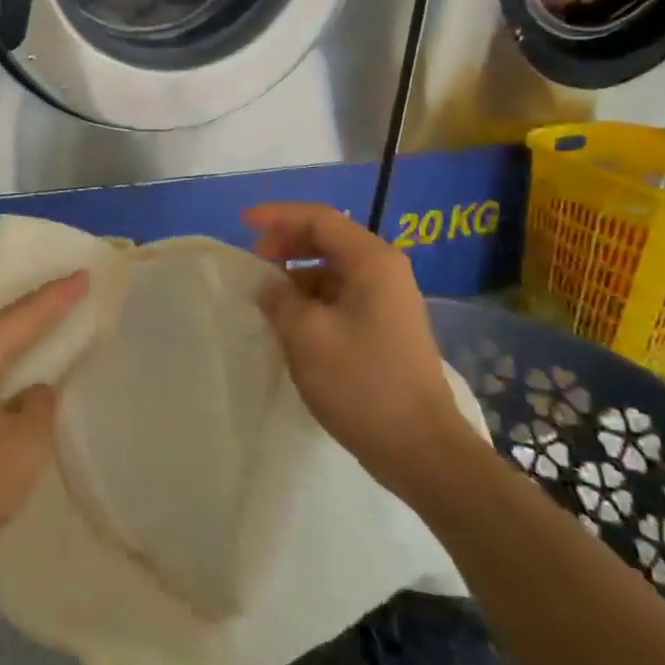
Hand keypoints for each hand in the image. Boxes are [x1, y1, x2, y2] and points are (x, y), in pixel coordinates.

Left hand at [0, 273, 85, 578]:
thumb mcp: (21, 451)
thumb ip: (41, 408)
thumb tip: (37, 390)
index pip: (23, 314)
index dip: (57, 295)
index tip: (86, 274)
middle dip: (30, 300)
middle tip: (66, 293)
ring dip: (12, 325)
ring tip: (46, 324)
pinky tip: (13, 367)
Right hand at [245, 203, 467, 495]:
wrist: (420, 448)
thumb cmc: (361, 382)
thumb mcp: (306, 335)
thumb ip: (280, 299)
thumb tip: (269, 286)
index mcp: (372, 261)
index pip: (320, 219)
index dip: (278, 216)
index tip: (243, 224)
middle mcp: (385, 271)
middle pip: (329, 240)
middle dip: (288, 243)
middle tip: (254, 258)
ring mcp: (389, 301)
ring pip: (335, 270)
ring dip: (298, 274)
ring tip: (268, 296)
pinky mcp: (386, 328)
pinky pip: (342, 296)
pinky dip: (313, 299)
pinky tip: (292, 321)